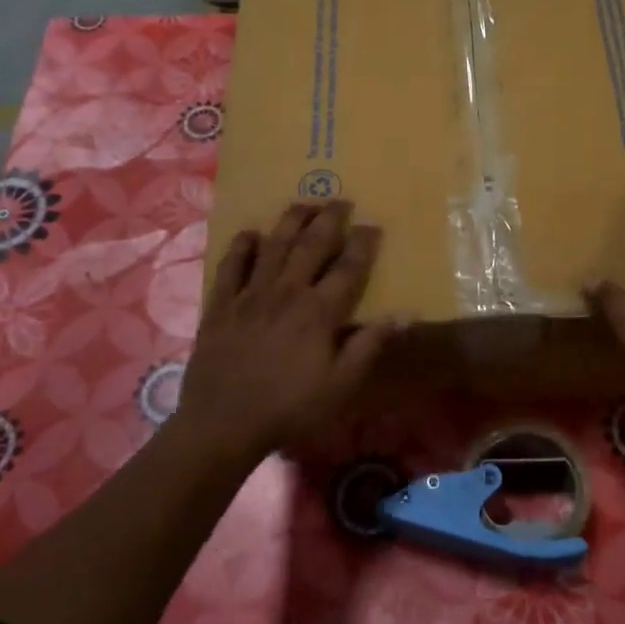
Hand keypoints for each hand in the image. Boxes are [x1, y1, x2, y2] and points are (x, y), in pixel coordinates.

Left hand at [174, 201, 392, 463]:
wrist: (224, 422)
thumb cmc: (289, 407)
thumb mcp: (340, 386)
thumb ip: (369, 346)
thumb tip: (402, 314)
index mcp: (318, 311)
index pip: (348, 267)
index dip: (363, 244)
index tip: (373, 225)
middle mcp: (286, 291)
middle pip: (311, 245)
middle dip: (329, 219)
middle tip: (341, 201)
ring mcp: (250, 294)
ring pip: (273, 245)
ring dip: (290, 220)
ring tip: (304, 203)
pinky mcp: (221, 303)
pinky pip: (231, 265)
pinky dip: (242, 246)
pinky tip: (250, 233)